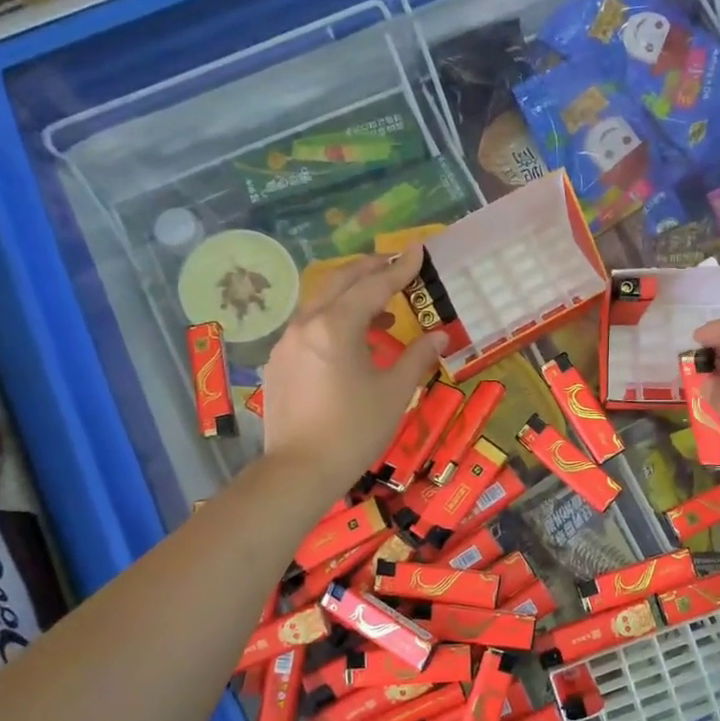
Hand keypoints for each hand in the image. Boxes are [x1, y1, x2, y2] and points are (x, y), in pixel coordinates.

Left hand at [261, 248, 442, 494]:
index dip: (399, 268)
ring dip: (351, 296)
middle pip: (339, 282)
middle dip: (369, 270)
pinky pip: (309, 326)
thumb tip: (440, 336)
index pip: (373, 286)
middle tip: (395, 265)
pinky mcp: (279, 363)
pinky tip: (351, 341)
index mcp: (336, 327)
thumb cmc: (354, 430)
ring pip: (321, 303)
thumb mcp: (394, 393)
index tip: (418, 250)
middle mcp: (306, 325)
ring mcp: (287, 343)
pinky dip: (333, 320)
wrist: (299, 471)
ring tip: (381, 311)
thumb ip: (417, 357)